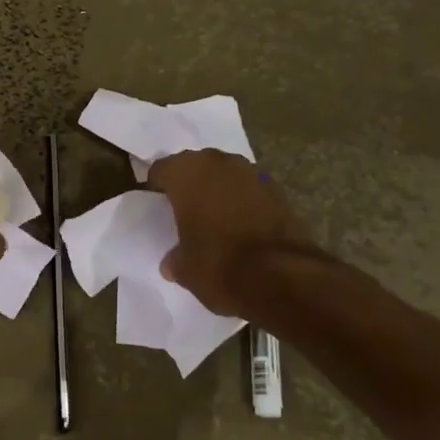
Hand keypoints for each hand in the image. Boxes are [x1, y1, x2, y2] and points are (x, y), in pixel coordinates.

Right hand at [147, 150, 332, 315]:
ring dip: (218, 189)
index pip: (162, 169)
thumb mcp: (184, 269)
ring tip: (213, 215)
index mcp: (186, 173)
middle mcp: (218, 163)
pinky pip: (249, 189)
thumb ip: (175, 258)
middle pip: (195, 165)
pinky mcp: (278, 190)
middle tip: (184, 208)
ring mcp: (252, 173)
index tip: (156, 204)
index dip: (157, 186)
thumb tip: (173, 262)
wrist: (282, 277)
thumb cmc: (219, 265)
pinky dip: (242, 200)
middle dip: (189, 183)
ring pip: (225, 174)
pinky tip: (240, 223)